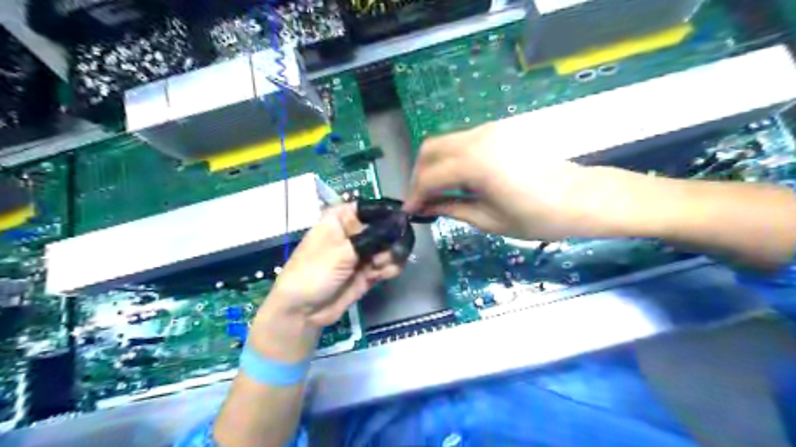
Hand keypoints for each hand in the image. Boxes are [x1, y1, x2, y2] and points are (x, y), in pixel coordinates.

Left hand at [247, 205, 401, 360]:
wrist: (302, 312)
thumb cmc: (313, 272)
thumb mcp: (342, 251)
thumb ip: (374, 236)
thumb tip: (401, 221)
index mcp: (343, 217)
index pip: (373, 207)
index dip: (391, 213)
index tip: (406, 221)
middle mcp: (356, 231)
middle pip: (387, 227)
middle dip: (393, 239)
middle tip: (386, 251)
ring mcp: (364, 252)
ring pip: (392, 246)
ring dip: (391, 256)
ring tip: (377, 267)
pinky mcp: (370, 271)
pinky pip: (389, 264)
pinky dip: (390, 268)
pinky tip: (382, 275)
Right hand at [405, 120, 645, 242]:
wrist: (581, 197)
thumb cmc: (538, 216)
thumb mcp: (489, 219)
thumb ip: (451, 208)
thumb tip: (425, 207)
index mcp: (475, 164)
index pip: (430, 175)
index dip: (415, 194)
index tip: (410, 210)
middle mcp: (478, 138)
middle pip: (431, 148)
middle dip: (419, 174)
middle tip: (422, 198)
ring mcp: (490, 130)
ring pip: (446, 140)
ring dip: (435, 164)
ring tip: (437, 190)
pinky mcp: (500, 130)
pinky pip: (463, 140)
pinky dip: (452, 157)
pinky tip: (459, 178)